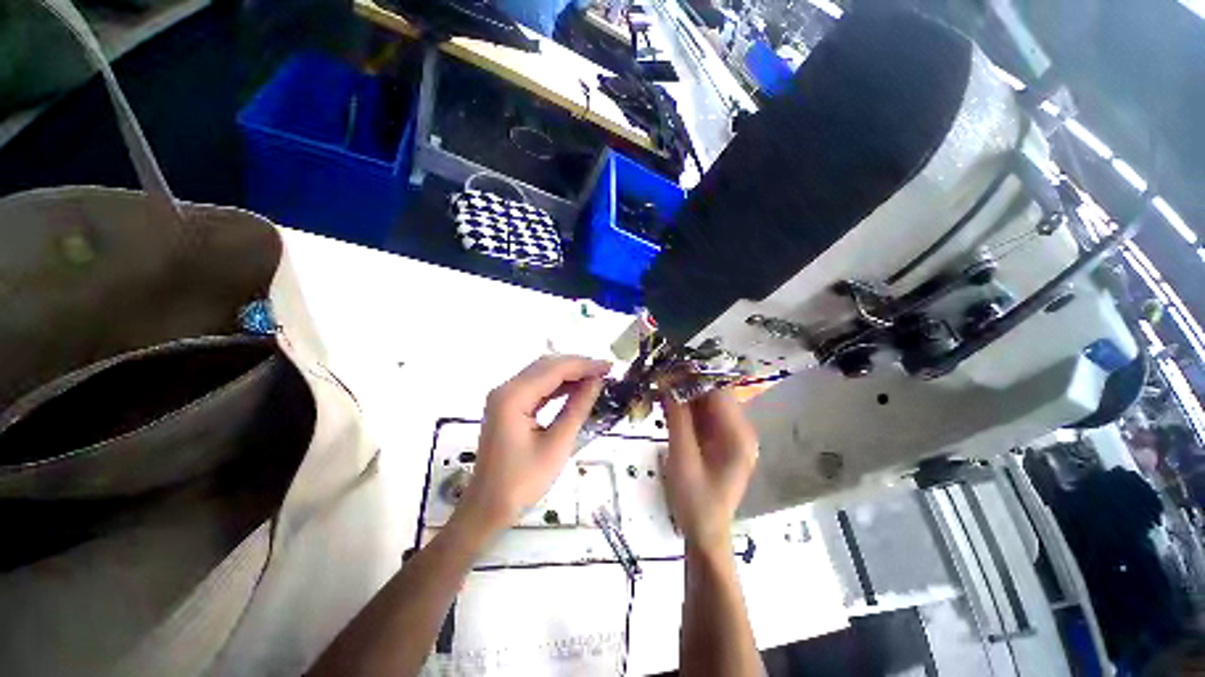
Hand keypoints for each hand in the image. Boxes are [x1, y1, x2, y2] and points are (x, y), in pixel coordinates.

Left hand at [460, 355, 609, 531]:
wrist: (487, 508)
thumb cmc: (522, 482)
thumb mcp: (557, 445)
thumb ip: (577, 408)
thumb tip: (597, 382)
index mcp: (513, 397)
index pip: (554, 369)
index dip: (584, 365)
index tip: (609, 367)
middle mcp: (505, 389)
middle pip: (546, 366)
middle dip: (577, 365)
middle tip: (605, 371)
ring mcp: (504, 397)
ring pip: (541, 373)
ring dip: (569, 374)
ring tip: (596, 378)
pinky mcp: (508, 406)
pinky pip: (536, 387)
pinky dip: (557, 385)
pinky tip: (576, 389)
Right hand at [662, 390, 757, 551]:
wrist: (704, 534)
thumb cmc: (694, 501)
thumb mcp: (682, 457)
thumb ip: (677, 417)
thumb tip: (667, 380)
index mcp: (738, 434)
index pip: (719, 390)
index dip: (693, 374)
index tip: (667, 365)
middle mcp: (740, 429)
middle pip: (713, 393)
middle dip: (685, 381)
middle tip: (657, 374)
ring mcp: (730, 434)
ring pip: (706, 401)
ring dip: (682, 392)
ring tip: (657, 385)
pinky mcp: (719, 439)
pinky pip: (702, 414)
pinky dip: (683, 406)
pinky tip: (664, 403)